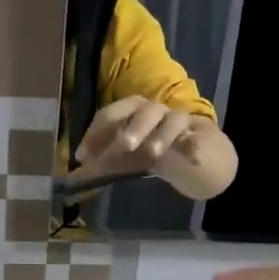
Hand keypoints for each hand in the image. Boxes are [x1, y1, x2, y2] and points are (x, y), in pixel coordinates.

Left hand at [74, 97, 206, 179]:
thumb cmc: (152, 149)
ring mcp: (178, 122)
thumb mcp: (126, 156)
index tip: (83, 156)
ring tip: (154, 153)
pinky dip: (194, 147)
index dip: (95, 133)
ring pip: (172, 120)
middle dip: (132, 126)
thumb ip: (105, 160)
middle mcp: (154, 112)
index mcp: (132, 113)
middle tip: (124, 146)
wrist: (195, 153)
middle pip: (143, 110)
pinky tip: (193, 160)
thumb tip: (79, 169)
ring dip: (161, 135)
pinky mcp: (199, 137)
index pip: (111, 115)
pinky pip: (196, 140)